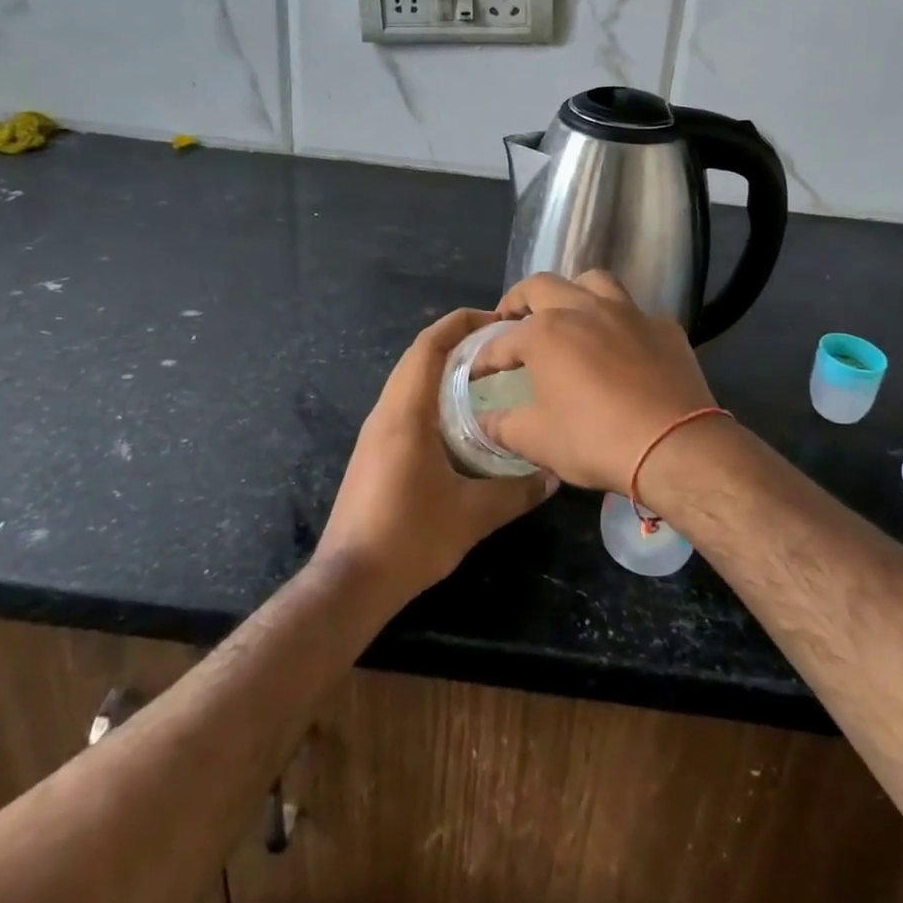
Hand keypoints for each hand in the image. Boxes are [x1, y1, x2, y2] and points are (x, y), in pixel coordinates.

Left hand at [315, 308, 554, 608]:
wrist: (349, 582)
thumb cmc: (409, 538)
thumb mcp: (472, 515)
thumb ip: (516, 491)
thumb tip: (553, 476)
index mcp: (405, 413)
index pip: (428, 346)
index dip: (460, 323)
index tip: (496, 320)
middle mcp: (385, 413)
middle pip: (418, 357)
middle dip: (457, 342)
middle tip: (500, 347)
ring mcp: (375, 433)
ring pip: (410, 381)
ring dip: (444, 369)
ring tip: (487, 376)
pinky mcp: (374, 452)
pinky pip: (405, 404)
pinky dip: (433, 395)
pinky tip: (461, 419)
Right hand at [479, 272, 721, 494]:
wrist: (674, 446)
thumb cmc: (595, 440)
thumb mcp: (537, 440)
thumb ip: (503, 426)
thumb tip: (482, 422)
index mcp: (546, 333)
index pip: (502, 340)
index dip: (484, 356)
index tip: (476, 370)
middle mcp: (584, 309)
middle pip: (542, 286)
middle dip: (520, 300)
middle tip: (512, 320)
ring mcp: (628, 313)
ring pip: (593, 282)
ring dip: (573, 292)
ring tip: (568, 314)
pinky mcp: (663, 326)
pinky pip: (634, 312)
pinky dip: (619, 322)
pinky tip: (621, 345)